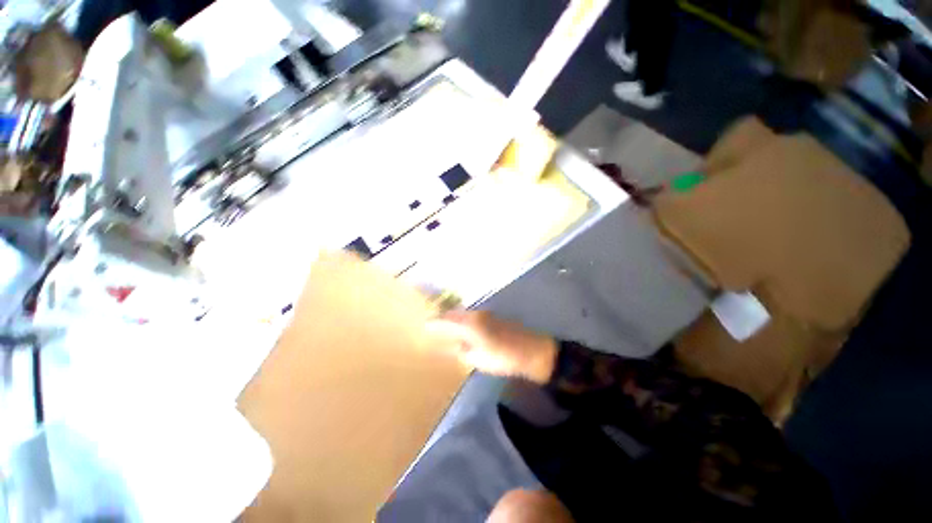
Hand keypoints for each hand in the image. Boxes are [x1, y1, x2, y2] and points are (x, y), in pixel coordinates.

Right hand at [426, 311, 557, 383]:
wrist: (531, 350)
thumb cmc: (503, 357)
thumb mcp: (478, 359)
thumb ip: (462, 351)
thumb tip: (453, 346)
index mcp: (469, 324)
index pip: (446, 320)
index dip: (434, 323)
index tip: (423, 325)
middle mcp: (475, 314)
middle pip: (454, 314)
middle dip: (442, 318)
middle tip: (431, 325)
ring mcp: (485, 314)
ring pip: (463, 314)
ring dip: (452, 318)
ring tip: (443, 326)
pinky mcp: (492, 317)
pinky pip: (471, 316)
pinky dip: (463, 321)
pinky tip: (462, 328)